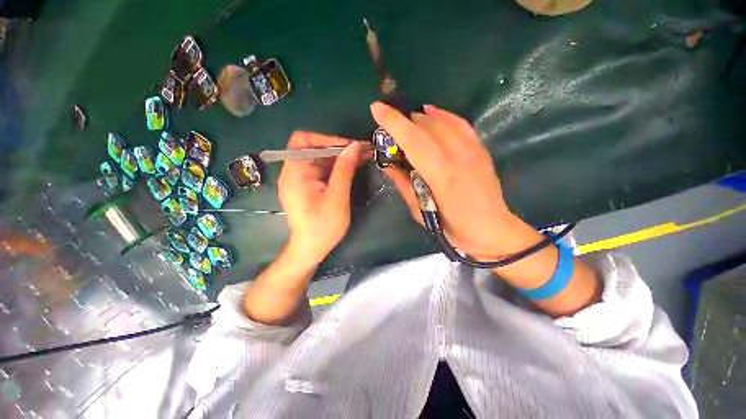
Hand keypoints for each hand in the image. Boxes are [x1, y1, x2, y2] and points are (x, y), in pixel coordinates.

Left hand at [278, 131, 368, 265]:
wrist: (311, 250)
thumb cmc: (323, 227)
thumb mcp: (337, 198)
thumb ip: (344, 170)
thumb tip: (354, 146)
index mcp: (294, 173)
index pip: (303, 141)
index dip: (327, 139)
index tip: (350, 147)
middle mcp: (293, 172)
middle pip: (313, 148)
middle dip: (338, 147)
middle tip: (361, 151)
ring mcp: (299, 179)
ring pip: (319, 158)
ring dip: (340, 157)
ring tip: (361, 157)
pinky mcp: (307, 186)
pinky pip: (321, 169)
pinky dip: (336, 167)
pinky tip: (352, 167)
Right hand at [371, 102, 521, 259]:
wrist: (492, 229)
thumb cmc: (452, 227)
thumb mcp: (420, 212)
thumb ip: (403, 184)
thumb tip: (387, 165)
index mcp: (441, 175)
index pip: (414, 140)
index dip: (394, 123)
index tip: (376, 109)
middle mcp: (458, 156)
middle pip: (427, 126)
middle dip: (403, 119)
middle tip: (388, 123)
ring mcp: (473, 150)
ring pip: (442, 121)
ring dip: (420, 117)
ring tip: (406, 120)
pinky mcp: (481, 149)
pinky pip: (460, 123)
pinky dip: (443, 115)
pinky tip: (431, 113)